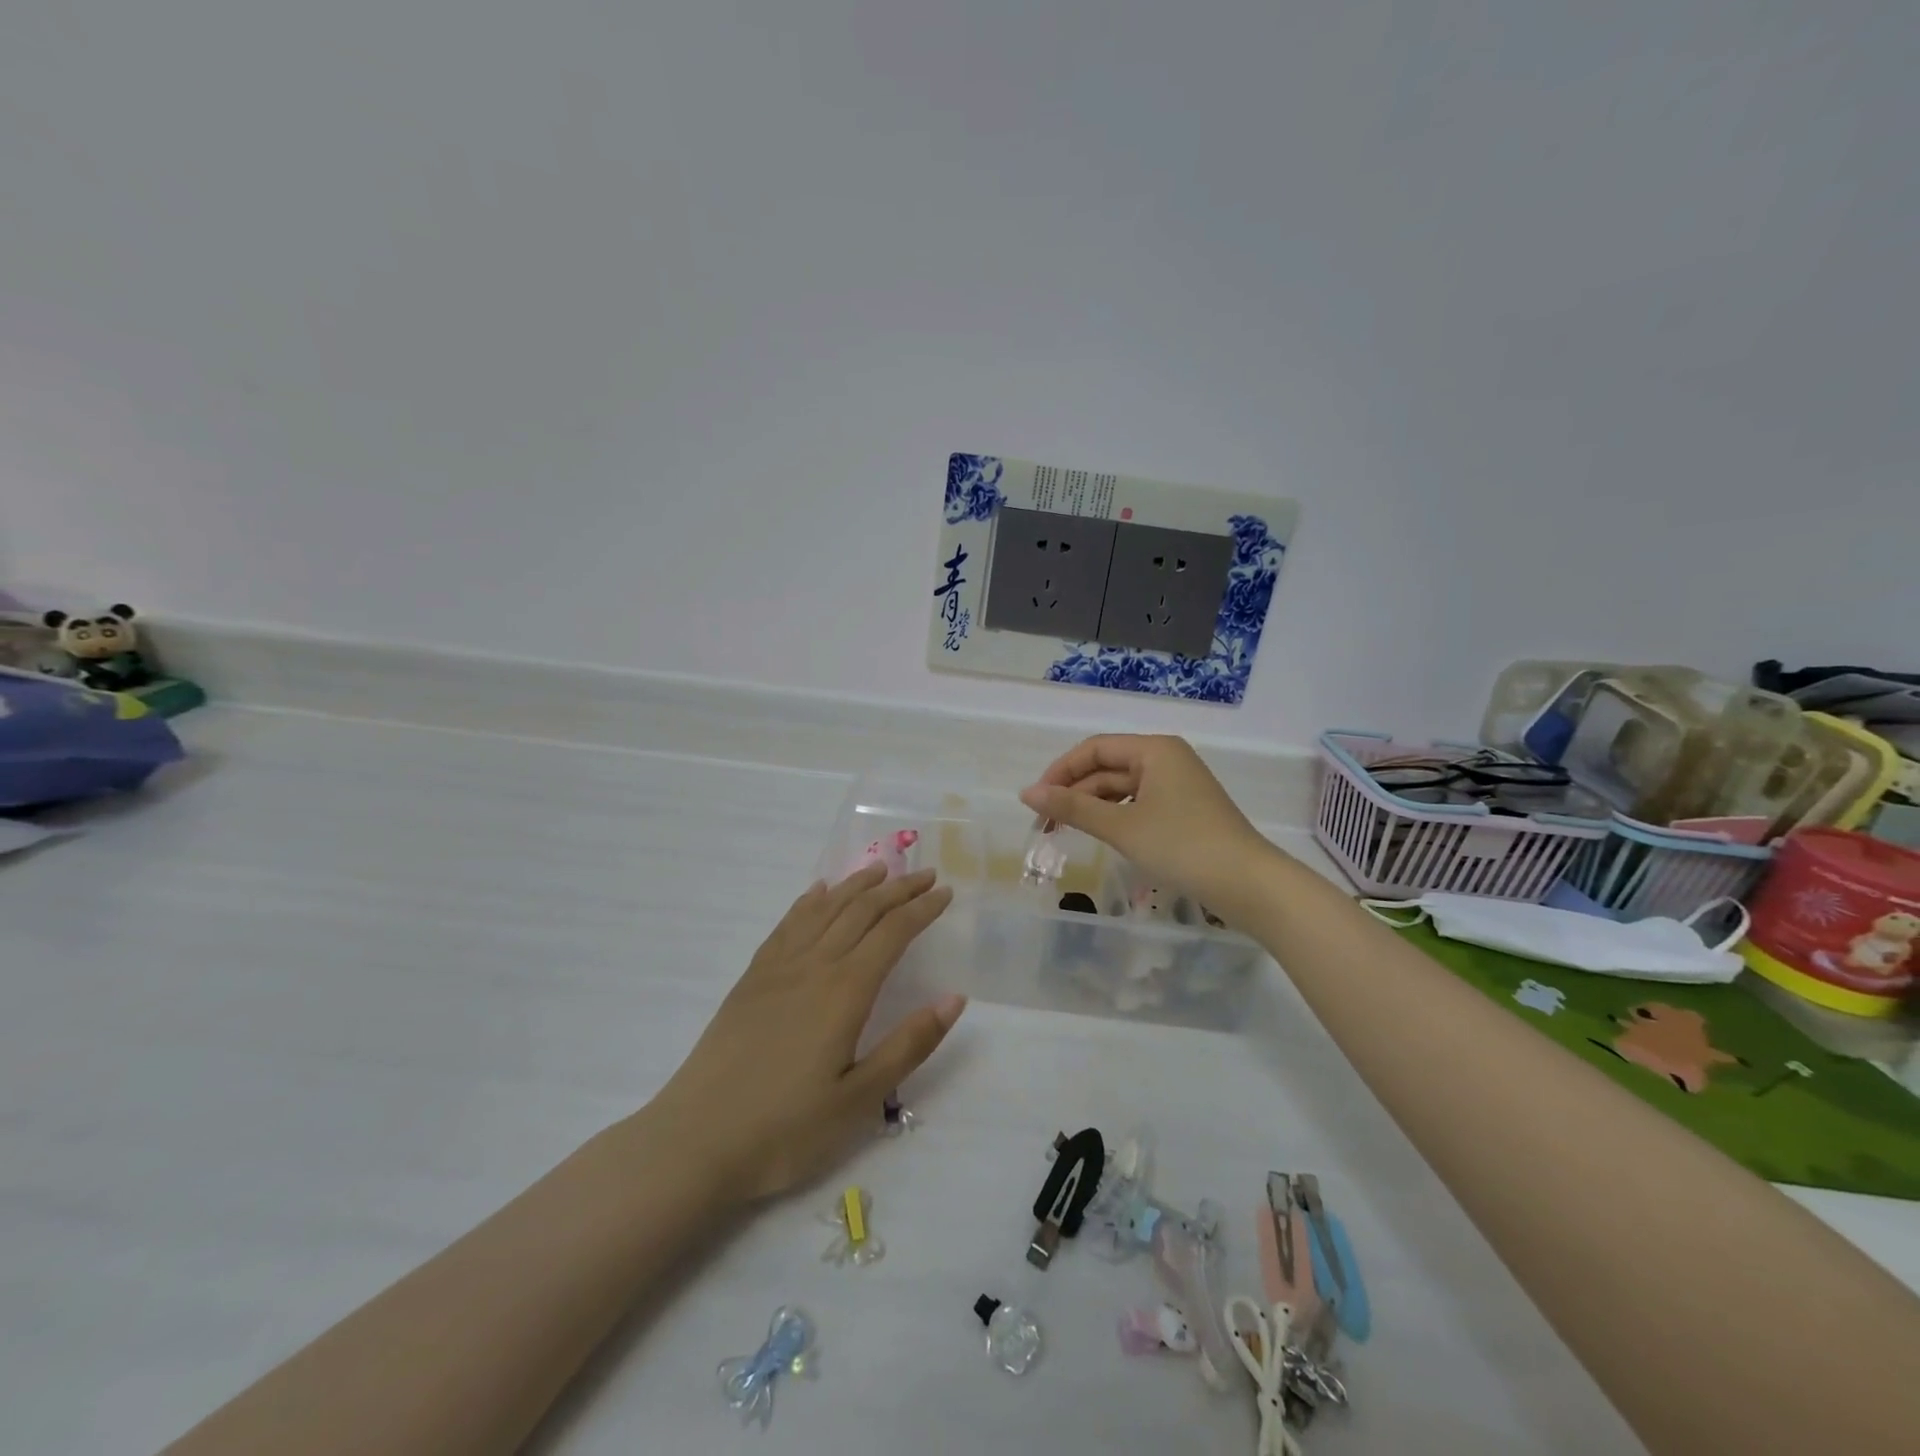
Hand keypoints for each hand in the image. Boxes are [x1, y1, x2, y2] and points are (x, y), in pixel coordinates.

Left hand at [653, 863, 963, 1202]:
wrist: (695, 1141)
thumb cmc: (785, 1129)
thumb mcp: (859, 1100)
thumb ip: (909, 1045)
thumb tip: (954, 998)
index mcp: (845, 991)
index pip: (893, 933)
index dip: (922, 909)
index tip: (945, 892)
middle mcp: (813, 966)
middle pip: (861, 910)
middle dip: (897, 889)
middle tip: (925, 875)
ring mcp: (777, 968)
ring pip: (824, 909)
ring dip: (856, 885)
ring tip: (880, 870)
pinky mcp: (751, 979)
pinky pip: (787, 925)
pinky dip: (809, 901)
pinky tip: (817, 892)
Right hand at [1020, 735, 1275, 919]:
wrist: (1249, 885)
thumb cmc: (1183, 847)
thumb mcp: (1122, 827)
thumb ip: (1073, 807)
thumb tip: (1026, 793)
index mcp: (1155, 750)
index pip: (1094, 749)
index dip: (1060, 771)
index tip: (1036, 801)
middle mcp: (1166, 759)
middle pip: (1107, 768)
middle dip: (1074, 792)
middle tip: (1045, 824)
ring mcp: (1178, 785)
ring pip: (1122, 788)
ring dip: (1092, 807)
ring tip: (1065, 831)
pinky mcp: (1184, 810)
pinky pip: (1138, 804)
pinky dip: (1115, 817)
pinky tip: (1101, 835)